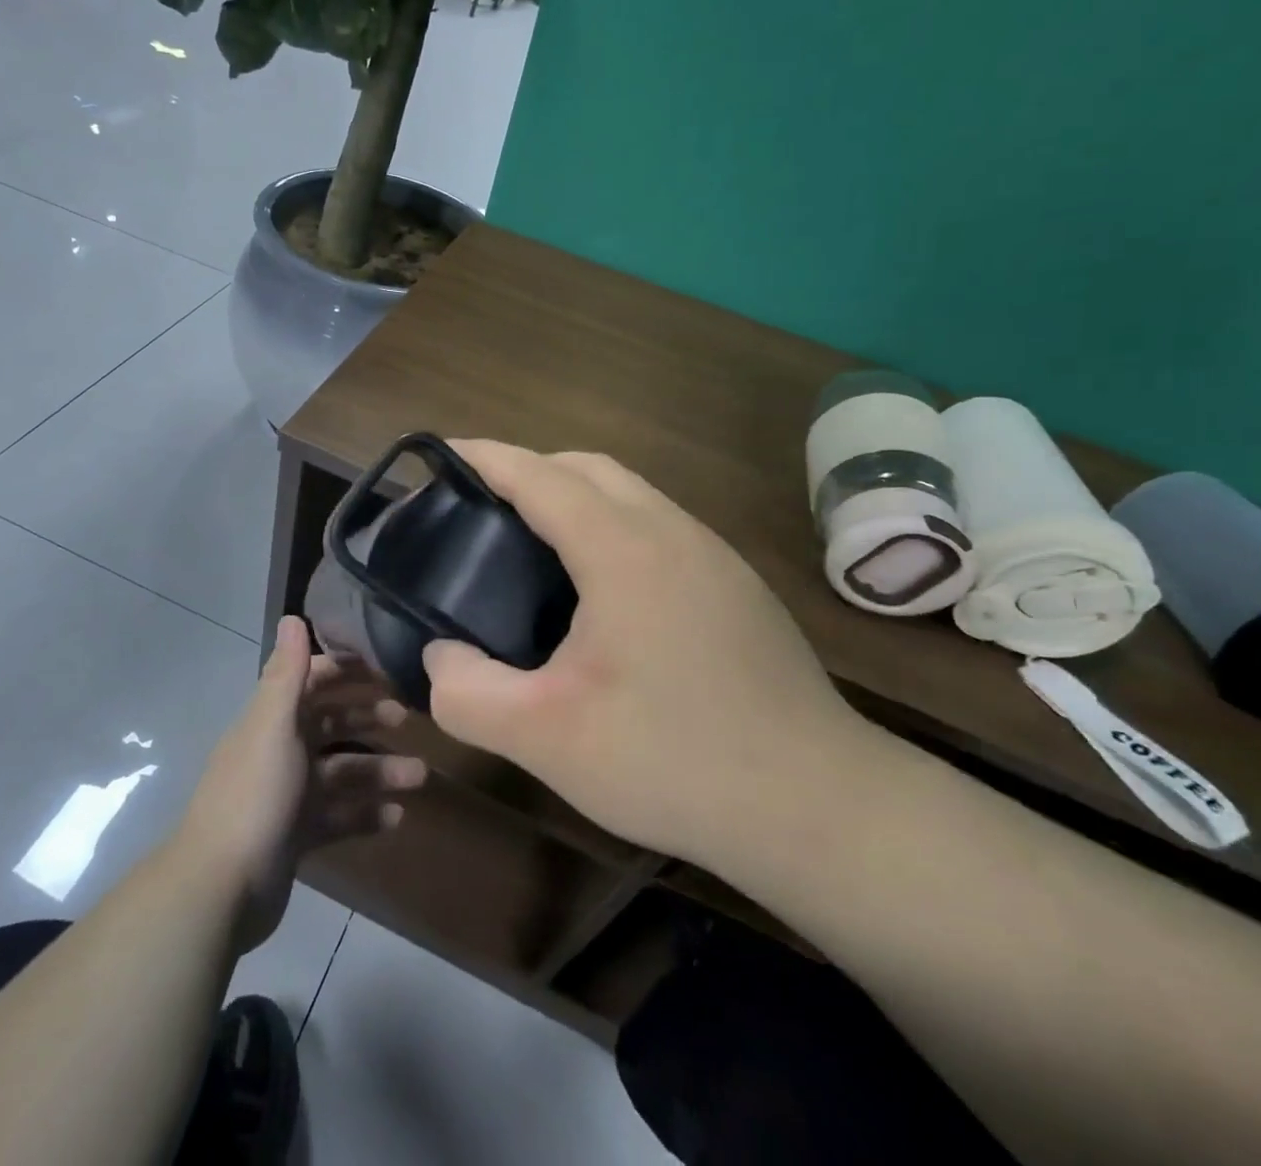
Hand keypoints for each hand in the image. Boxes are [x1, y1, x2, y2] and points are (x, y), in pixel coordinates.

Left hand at [179, 617, 425, 952]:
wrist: (220, 888)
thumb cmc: (255, 795)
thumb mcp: (274, 726)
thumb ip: (286, 673)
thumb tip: (293, 616)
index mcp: (272, 720)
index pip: (310, 681)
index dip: (343, 670)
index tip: (382, 668)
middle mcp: (279, 750)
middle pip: (330, 724)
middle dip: (368, 718)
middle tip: (409, 718)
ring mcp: (288, 795)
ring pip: (341, 772)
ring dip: (379, 771)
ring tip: (419, 778)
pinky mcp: (296, 836)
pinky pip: (339, 816)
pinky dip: (366, 814)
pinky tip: (396, 818)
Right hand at [423, 441, 879, 875]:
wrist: (820, 807)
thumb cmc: (674, 760)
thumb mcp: (546, 738)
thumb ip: (469, 693)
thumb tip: (440, 655)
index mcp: (623, 548)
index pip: (540, 475)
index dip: (485, 458)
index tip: (441, 454)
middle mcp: (673, 532)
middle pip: (589, 467)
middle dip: (529, 468)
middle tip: (482, 507)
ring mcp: (715, 557)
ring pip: (632, 494)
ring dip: (576, 495)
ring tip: (534, 542)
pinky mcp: (738, 587)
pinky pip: (660, 526)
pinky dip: (613, 525)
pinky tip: (603, 590)